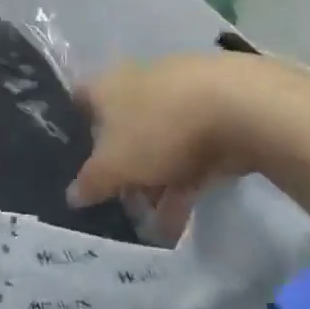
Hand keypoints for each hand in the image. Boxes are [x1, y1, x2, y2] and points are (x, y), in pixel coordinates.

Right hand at [69, 53, 294, 222]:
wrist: (236, 106)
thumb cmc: (158, 128)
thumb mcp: (114, 165)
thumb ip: (91, 181)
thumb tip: (73, 195)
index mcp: (107, 85)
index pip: (79, 99)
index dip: (74, 128)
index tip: (75, 162)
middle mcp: (138, 82)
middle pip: (121, 127)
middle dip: (121, 169)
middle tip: (121, 205)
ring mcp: (178, 96)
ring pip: (157, 143)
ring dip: (154, 184)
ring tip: (157, 226)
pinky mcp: (212, 114)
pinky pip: (189, 153)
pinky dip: (183, 183)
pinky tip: (182, 220)